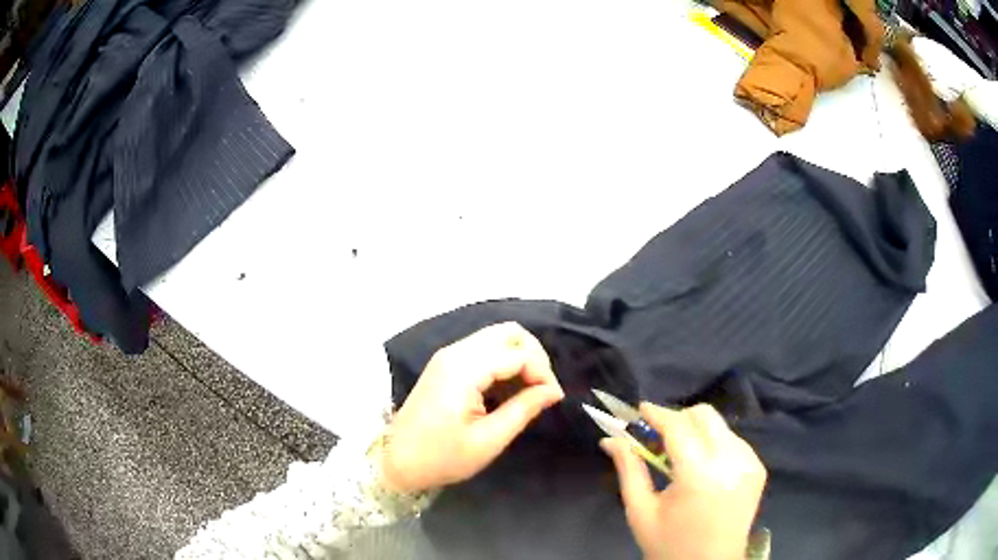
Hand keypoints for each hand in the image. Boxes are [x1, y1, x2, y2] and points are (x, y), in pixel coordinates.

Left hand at [382, 322, 564, 493]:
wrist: (397, 461)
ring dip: (520, 356)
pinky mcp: (446, 364)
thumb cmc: (441, 457)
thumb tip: (553, 391)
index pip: (519, 353)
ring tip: (529, 389)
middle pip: (508, 332)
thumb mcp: (488, 440)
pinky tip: (509, 387)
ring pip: (497, 337)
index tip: (552, 399)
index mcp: (464, 370)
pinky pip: (484, 349)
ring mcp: (448, 355)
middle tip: (542, 388)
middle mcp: (455, 352)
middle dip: (534, 355)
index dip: (543, 373)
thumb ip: (523, 410)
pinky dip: (504, 361)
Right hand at [601, 403, 766, 559]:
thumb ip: (628, 470)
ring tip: (679, 456)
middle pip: (705, 416)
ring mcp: (750, 463)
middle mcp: (731, 461)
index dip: (657, 413)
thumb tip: (610, 440)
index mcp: (699, 474)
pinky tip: (702, 468)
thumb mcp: (641, 511)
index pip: (678, 427)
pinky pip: (734, 442)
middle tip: (658, 435)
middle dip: (679, 417)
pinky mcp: (758, 469)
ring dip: (697, 431)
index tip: (640, 409)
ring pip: (721, 426)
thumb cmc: (669, 545)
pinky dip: (715, 444)